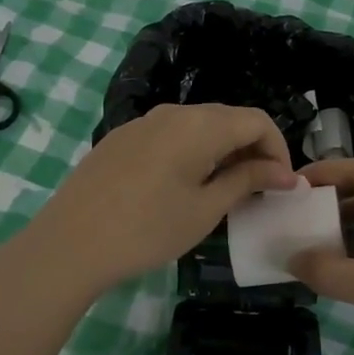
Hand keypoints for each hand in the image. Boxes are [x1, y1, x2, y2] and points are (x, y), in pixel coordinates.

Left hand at [19, 104, 295, 297]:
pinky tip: (184, 185)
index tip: (282, 184)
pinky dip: (193, 151)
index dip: (278, 149)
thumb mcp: (205, 209)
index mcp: (200, 125)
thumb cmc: (147, 229)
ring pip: (199, 126)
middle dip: (252, 149)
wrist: (69, 242)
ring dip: (223, 150)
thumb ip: (247, 181)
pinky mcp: (123, 137)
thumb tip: (284, 172)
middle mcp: (174, 112)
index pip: (257, 120)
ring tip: (225, 190)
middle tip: (260, 190)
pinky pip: (171, 134)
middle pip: (228, 118)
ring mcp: (144, 122)